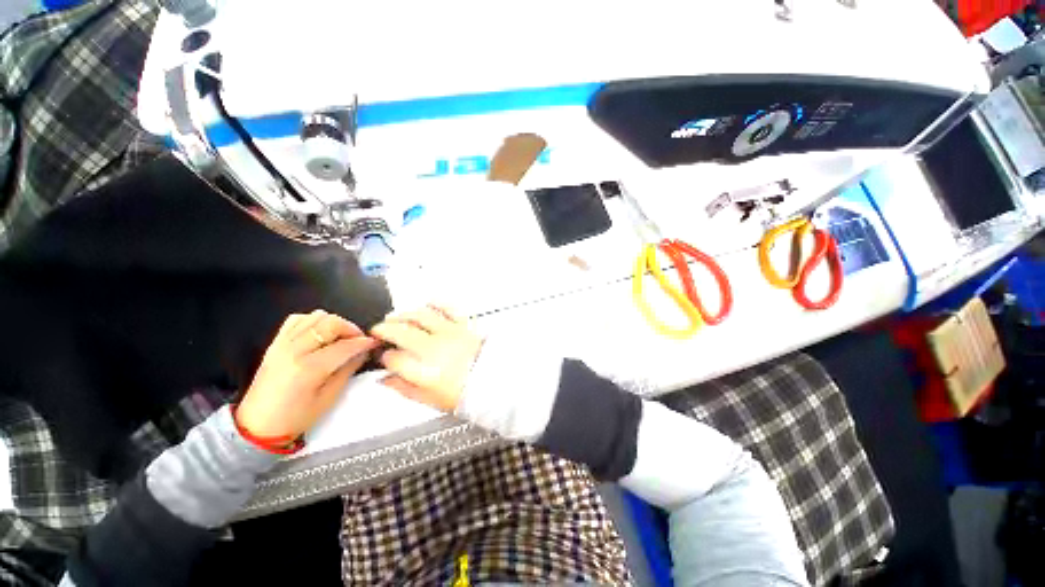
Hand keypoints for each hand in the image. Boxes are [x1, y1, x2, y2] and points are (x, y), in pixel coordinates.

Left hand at [236, 310, 378, 437]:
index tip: (374, 343)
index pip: (345, 345)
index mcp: (308, 368)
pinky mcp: (275, 343)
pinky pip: (297, 320)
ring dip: (334, 323)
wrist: (257, 426)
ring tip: (341, 337)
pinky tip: (320, 333)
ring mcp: (282, 344)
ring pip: (315, 317)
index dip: (363, 342)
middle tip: (359, 340)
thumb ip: (348, 370)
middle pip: (330, 323)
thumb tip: (363, 352)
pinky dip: (313, 321)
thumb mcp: (329, 398)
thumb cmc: (295, 417)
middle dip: (351, 328)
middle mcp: (294, 350)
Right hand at [371, 305, 483, 411]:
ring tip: (396, 316)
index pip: (393, 358)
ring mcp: (450, 333)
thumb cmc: (464, 393)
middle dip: (384, 329)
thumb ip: (404, 388)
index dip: (384, 357)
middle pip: (401, 331)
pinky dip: (437, 303)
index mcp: (424, 371)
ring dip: (404, 314)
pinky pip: (449, 308)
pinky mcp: (464, 324)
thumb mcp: (430, 400)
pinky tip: (428, 303)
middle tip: (379, 330)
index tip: (384, 356)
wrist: (493, 381)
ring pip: (421, 316)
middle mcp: (434, 348)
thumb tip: (385, 379)